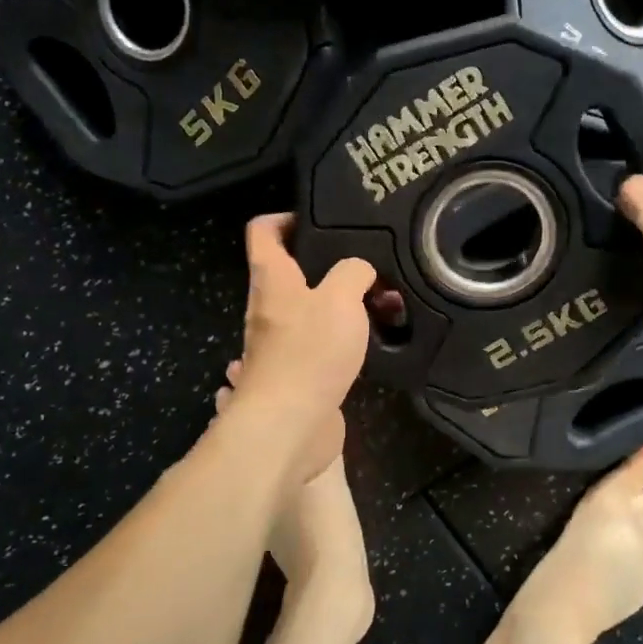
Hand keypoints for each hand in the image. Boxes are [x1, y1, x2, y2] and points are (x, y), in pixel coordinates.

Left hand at [232, 214, 375, 480]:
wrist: (288, 426)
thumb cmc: (309, 352)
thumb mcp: (341, 297)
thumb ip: (353, 272)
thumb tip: (359, 270)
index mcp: (271, 279)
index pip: (263, 231)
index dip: (286, 217)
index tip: (320, 220)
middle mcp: (268, 308)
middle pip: (290, 271)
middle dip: (328, 265)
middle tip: (368, 266)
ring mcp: (279, 344)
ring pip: (308, 310)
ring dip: (340, 305)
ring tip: (380, 304)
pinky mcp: (296, 374)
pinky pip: (318, 344)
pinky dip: (342, 339)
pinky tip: (369, 342)